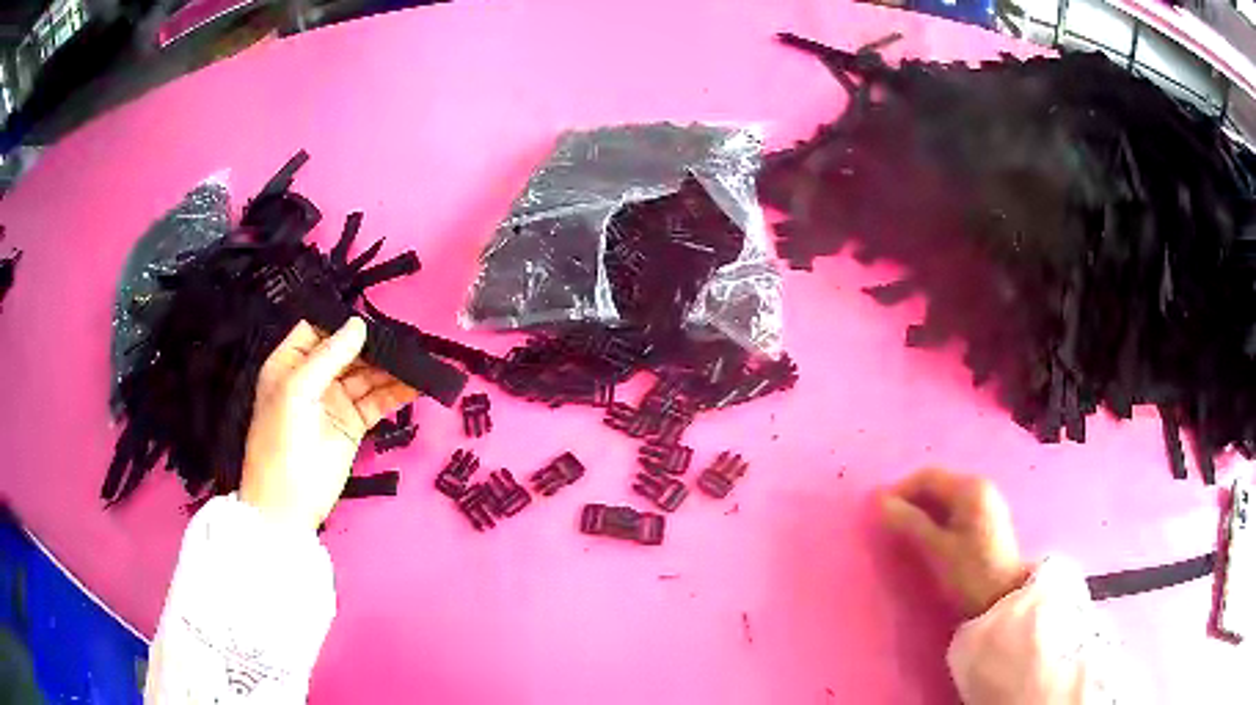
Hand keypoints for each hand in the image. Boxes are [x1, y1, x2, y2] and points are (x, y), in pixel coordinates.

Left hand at [240, 318, 417, 530]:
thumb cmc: (280, 441)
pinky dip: (396, 394)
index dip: (341, 323)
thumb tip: (359, 325)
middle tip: (407, 339)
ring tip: (420, 360)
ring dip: (391, 368)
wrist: (287, 504)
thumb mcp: (296, 391)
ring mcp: (334, 402)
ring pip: (366, 376)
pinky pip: (377, 402)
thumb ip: (328, 357)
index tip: (372, 318)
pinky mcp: (353, 425)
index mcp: (290, 363)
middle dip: (374, 345)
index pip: (318, 329)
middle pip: (348, 351)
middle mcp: (313, 378)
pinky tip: (416, 385)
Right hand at [880, 468, 1029, 616]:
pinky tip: (928, 537)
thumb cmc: (970, 573)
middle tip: (888, 524)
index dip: (899, 490)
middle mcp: (980, 487)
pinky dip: (937, 518)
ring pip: (945, 498)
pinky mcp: (988, 519)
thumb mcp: (936, 549)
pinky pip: (955, 509)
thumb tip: (878, 502)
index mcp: (969, 488)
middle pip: (937, 484)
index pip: (927, 477)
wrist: (1003, 599)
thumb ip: (909, 522)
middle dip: (911, 500)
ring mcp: (986, 502)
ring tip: (904, 533)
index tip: (877, 512)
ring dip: (923, 510)